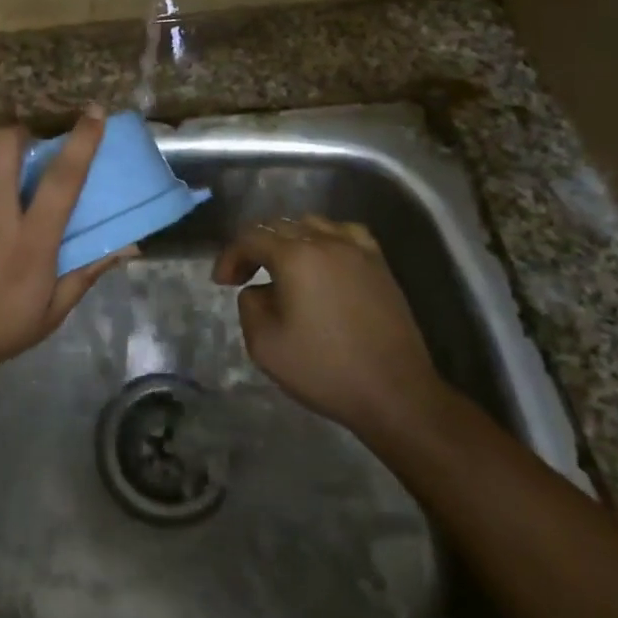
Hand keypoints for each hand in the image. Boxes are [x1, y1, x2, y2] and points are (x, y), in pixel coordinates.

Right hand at [212, 214, 443, 435]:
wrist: (395, 393)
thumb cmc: (325, 370)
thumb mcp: (264, 344)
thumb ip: (249, 305)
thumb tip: (258, 290)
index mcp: (295, 257)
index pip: (251, 237)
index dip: (230, 256)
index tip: (222, 282)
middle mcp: (327, 242)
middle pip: (280, 226)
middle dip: (255, 247)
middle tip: (243, 277)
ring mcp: (358, 251)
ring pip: (312, 225)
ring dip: (288, 241)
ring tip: (281, 268)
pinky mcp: (379, 265)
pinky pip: (345, 234)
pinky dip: (325, 240)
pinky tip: (322, 262)